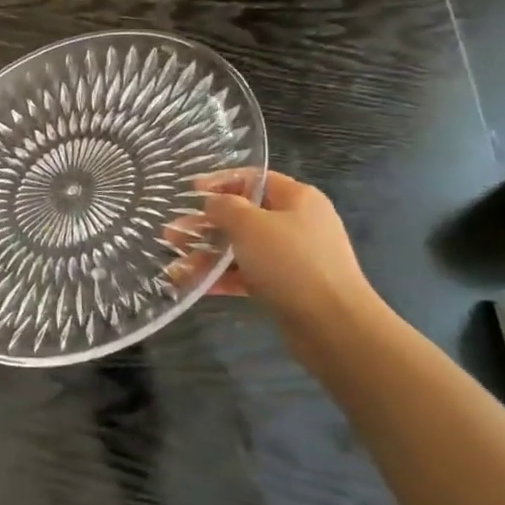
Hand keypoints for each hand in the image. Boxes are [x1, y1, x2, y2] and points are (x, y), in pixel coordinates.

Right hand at [170, 169, 380, 336]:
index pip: (255, 179)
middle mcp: (297, 224)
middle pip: (244, 216)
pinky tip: (192, 284)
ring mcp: (292, 258)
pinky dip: (221, 278)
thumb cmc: (291, 262)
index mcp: (297, 199)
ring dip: (207, 254)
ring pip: (242, 248)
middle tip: (172, 233)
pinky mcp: (286, 288)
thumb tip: (212, 203)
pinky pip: (247, 275)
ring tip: (174, 263)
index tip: (189, 192)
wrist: (333, 326)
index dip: (220, 182)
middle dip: (205, 225)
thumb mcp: (250, 225)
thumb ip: (225, 207)